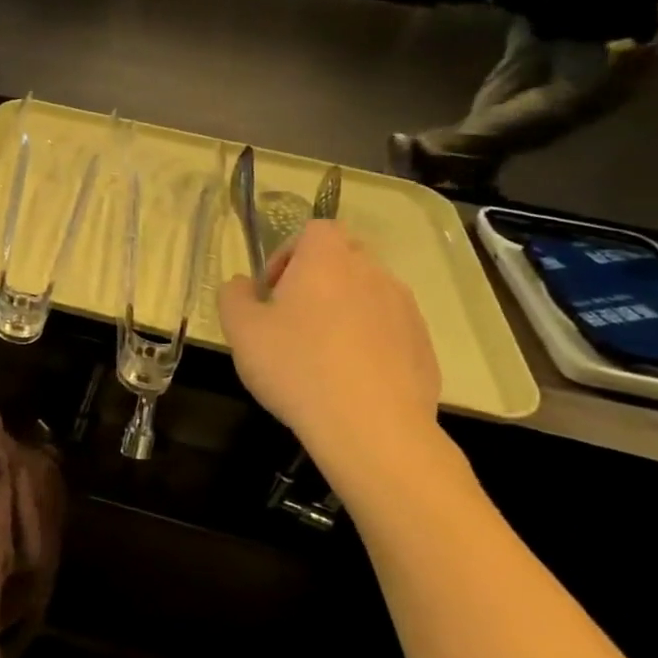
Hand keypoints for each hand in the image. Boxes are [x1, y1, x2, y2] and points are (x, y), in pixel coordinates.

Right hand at [217, 221, 442, 494]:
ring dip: (343, 310)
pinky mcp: (423, 346)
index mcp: (328, 260)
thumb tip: (242, 285)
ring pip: (367, 293)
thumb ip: (233, 296)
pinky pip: (388, 328)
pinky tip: (347, 378)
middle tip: (290, 319)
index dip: (289, 252)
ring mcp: (405, 310)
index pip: (316, 229)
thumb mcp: (241, 330)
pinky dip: (368, 341)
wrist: (371, 428)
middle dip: (316, 279)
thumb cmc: (296, 367)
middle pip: (344, 258)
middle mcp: (372, 274)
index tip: (273, 290)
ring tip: (319, 353)